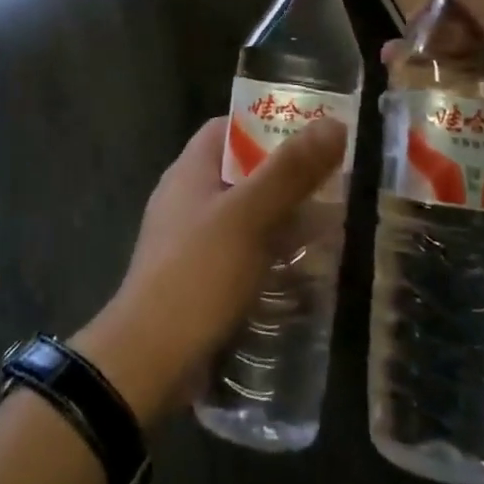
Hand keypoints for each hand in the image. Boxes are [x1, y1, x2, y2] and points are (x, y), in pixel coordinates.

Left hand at [74, 116, 345, 423]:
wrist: (149, 360)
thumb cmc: (198, 274)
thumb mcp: (249, 216)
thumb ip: (290, 171)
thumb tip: (334, 124)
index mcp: (190, 171)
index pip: (229, 128)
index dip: (267, 124)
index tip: (311, 134)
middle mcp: (187, 198)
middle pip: (241, 172)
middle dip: (285, 177)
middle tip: (332, 185)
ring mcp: (191, 241)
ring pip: (245, 216)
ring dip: (282, 219)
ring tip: (330, 228)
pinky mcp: (199, 280)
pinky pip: (241, 254)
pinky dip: (270, 255)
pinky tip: (302, 273)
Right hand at [390, 0, 483, 241]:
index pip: (476, 3)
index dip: (440, 6)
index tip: (411, 24)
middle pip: (464, 42)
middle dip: (426, 46)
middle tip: (393, 62)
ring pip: (460, 83)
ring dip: (425, 83)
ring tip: (394, 96)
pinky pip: (464, 123)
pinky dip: (438, 120)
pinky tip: (414, 128)